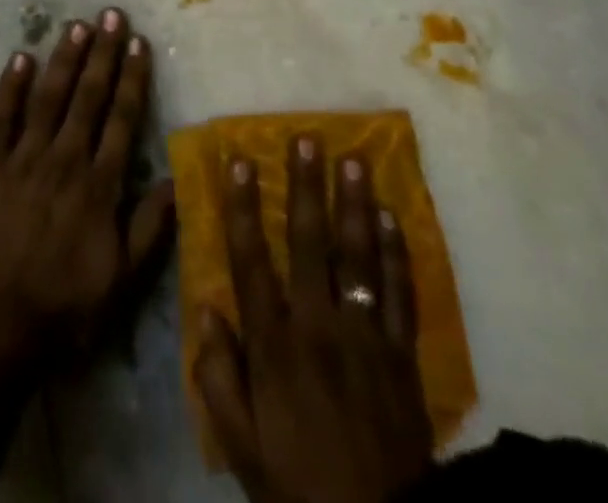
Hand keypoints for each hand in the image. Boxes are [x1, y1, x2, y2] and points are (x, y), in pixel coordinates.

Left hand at [0, 8, 175, 379]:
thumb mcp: (120, 282)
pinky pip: (1, 116)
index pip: (121, 119)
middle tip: (111, 14)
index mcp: (99, 185)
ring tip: (76, 24)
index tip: (138, 43)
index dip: (131, 78)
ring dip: (63, 58)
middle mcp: (64, 160)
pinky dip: (11, 85)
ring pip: (48, 97)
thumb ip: (149, 228)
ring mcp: (23, 159)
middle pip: (88, 97)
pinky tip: (20, 56)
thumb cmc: (61, 309)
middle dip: (102, 53)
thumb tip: (177, 180)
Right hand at [195, 134, 433, 502]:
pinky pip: (400, 293)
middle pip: (311, 243)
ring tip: (354, 159)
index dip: (243, 207)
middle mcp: (319, 325)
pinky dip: (397, 252)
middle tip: (307, 139)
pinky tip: (392, 217)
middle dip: (307, 187)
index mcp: (274, 344)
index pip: (252, 260)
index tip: (239, 161)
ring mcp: (365, 335)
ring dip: (355, 204)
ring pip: (359, 256)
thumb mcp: (242, 446)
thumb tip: (205, 307)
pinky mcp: (402, 354)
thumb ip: (218, 377)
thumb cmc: (299, 485)